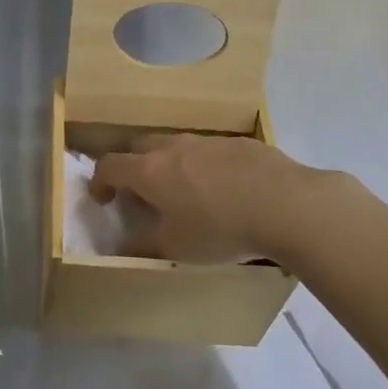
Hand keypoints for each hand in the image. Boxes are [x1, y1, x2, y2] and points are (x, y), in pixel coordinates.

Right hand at [89, 133, 342, 264]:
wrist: (288, 205)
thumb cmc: (221, 228)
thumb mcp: (176, 247)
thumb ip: (143, 245)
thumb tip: (122, 246)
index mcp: (150, 170)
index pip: (109, 165)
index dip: (99, 181)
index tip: (103, 199)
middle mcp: (173, 147)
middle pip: (139, 147)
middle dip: (132, 166)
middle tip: (141, 192)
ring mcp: (208, 140)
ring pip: (176, 145)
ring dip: (169, 163)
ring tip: (184, 191)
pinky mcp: (240, 142)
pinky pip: (210, 150)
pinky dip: (204, 165)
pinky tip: (224, 188)